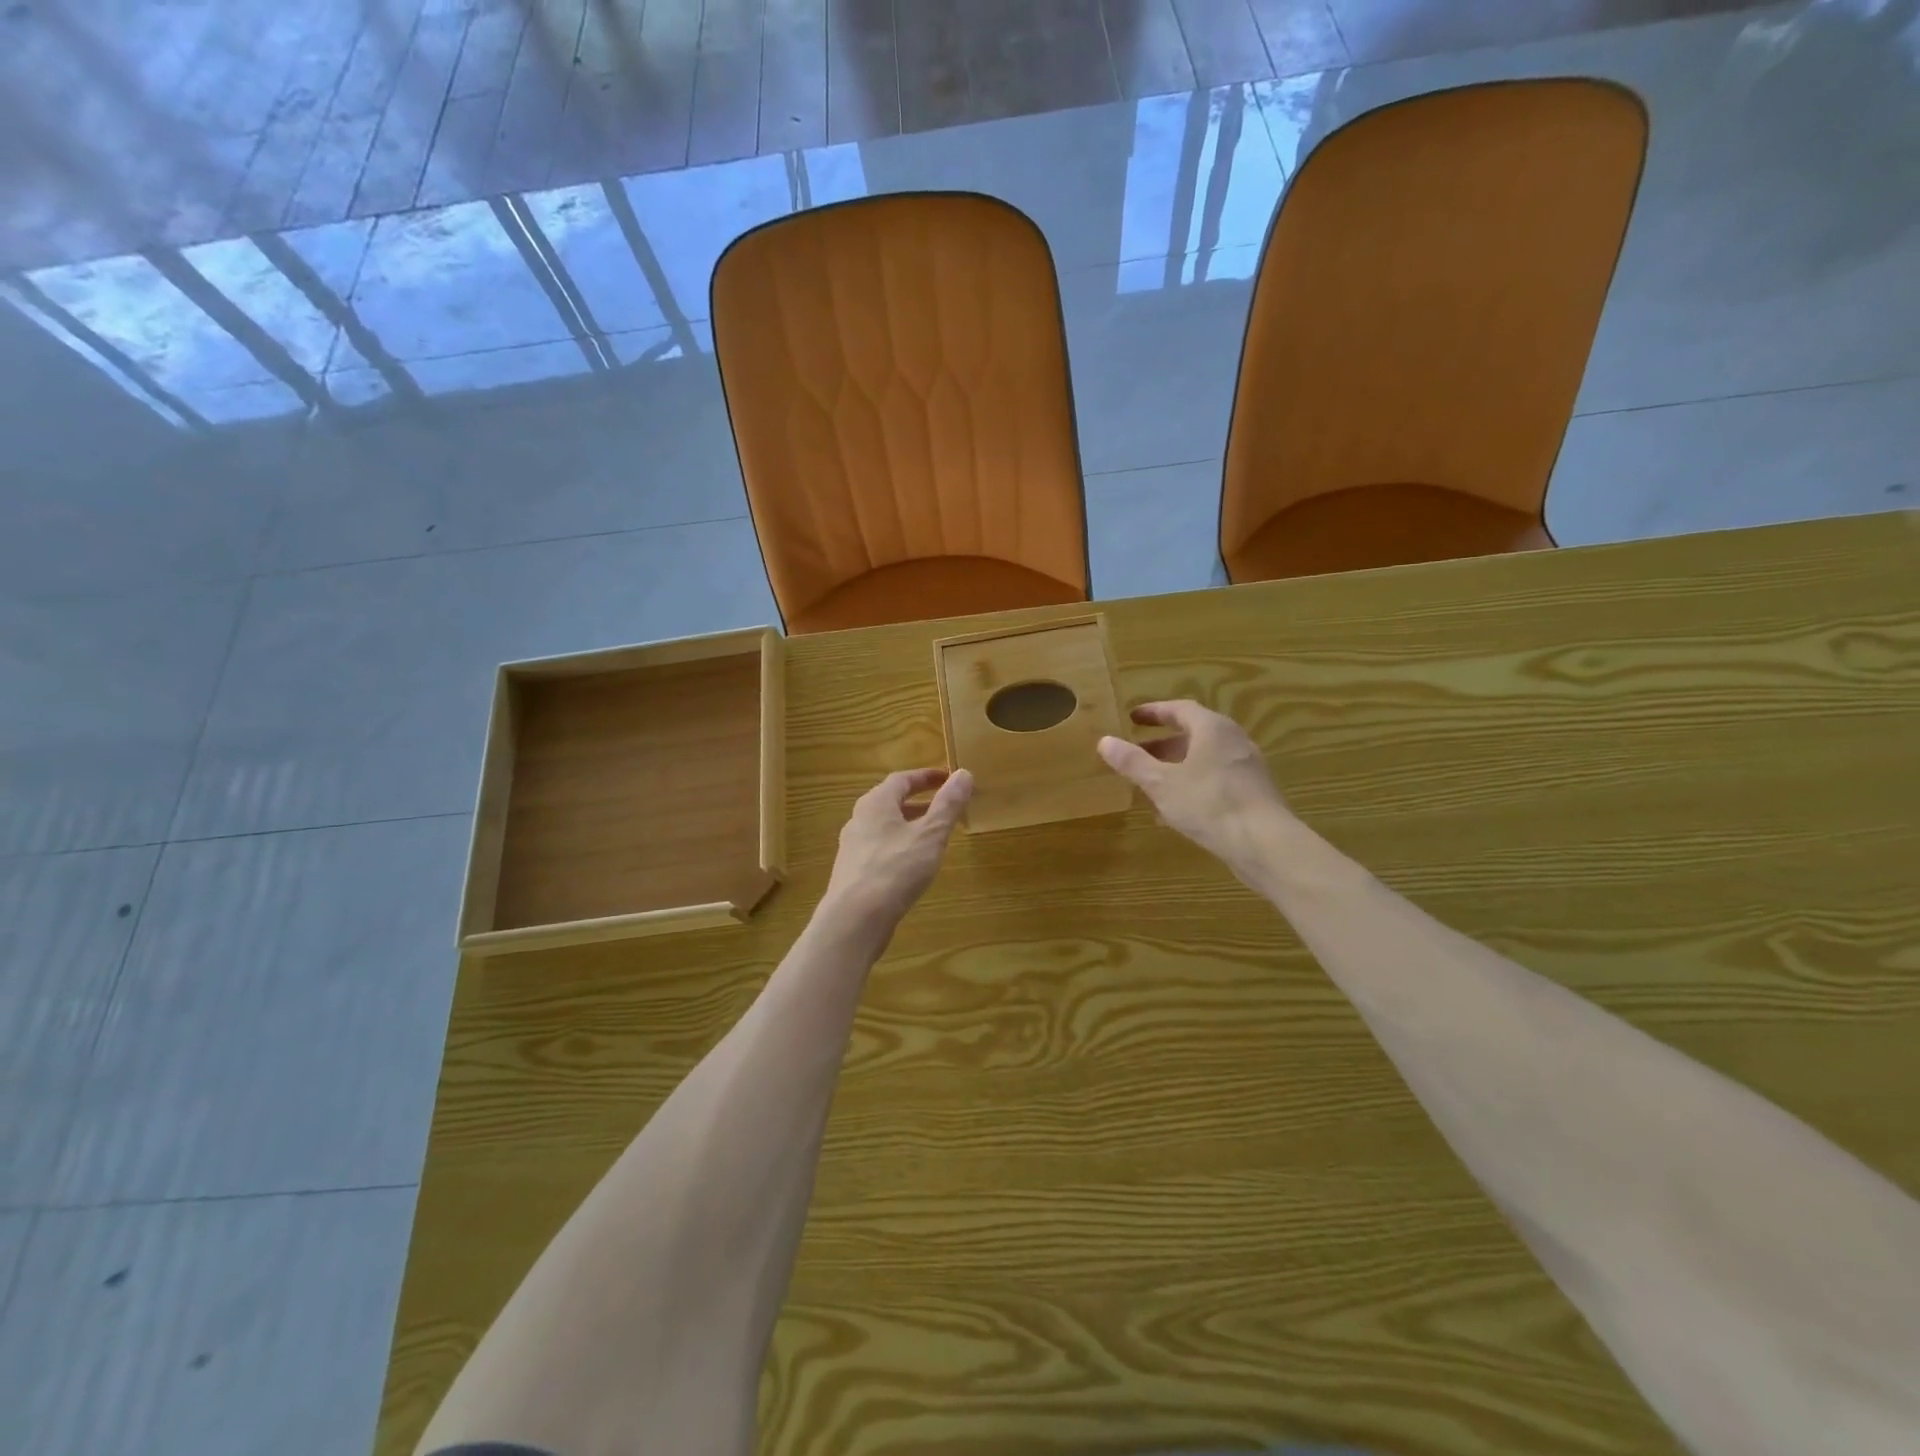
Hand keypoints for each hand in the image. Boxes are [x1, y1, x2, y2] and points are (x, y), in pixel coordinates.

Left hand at [822, 767, 972, 936]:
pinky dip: (900, 846)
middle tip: (945, 807)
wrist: (855, 919)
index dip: (927, 777)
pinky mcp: (852, 872)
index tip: (949, 778)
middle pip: (891, 802)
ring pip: (885, 827)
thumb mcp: (930, 834)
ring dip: (910, 825)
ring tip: (934, 836)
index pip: (902, 779)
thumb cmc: (896, 869)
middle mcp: (859, 819)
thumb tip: (964, 773)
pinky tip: (913, 865)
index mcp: (876, 803)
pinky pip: (880, 848)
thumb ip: (948, 804)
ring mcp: (853, 847)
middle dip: (919, 802)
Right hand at [1097, 700, 1297, 878]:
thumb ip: (1133, 762)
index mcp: (1212, 729)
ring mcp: (1246, 768)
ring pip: (1204, 759)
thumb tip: (1105, 741)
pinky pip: (1215, 780)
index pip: (1180, 709)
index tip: (1132, 718)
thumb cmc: (1209, 804)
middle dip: (1163, 744)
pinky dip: (1192, 785)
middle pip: (1193, 734)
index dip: (1154, 712)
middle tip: (1137, 753)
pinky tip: (1175, 811)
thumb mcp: (1162, 783)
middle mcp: (1233, 741)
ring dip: (1176, 767)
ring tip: (1150, 784)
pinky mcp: (1252, 794)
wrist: (1265, 843)